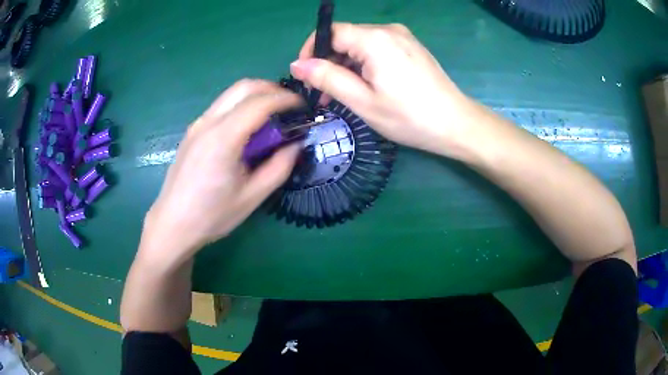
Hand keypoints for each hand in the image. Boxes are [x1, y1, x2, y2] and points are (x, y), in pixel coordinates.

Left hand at [139, 80, 301, 264]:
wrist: (173, 224)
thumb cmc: (212, 215)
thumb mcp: (252, 197)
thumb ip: (279, 167)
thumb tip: (296, 145)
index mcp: (223, 138)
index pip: (259, 103)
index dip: (285, 99)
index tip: (303, 106)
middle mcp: (208, 123)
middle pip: (243, 87)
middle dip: (271, 89)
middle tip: (289, 105)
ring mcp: (197, 125)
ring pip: (230, 94)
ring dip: (255, 96)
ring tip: (272, 115)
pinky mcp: (192, 132)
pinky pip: (220, 107)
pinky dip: (240, 106)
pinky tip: (247, 129)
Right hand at [290, 22, 479, 158]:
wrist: (456, 123)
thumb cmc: (409, 116)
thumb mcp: (362, 101)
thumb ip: (327, 78)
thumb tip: (297, 65)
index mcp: (374, 39)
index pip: (331, 32)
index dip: (312, 50)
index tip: (305, 75)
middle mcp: (388, 30)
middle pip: (346, 37)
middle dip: (329, 61)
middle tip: (323, 93)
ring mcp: (403, 37)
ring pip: (361, 44)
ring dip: (346, 65)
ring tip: (342, 94)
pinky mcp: (411, 46)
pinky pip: (378, 48)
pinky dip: (364, 63)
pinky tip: (365, 85)